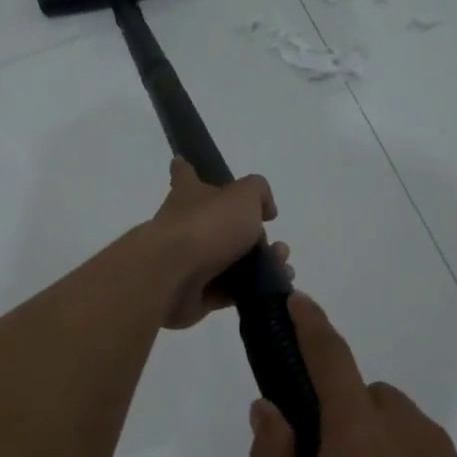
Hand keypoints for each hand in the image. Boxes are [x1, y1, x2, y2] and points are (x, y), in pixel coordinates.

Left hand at [147, 157, 289, 330]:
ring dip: (261, 264)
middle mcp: (185, 226)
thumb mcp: (243, 196)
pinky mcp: (195, 294)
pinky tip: (276, 287)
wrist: (173, 276)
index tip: (181, 161)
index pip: (185, 175)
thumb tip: (265, 208)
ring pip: (231, 261)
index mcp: (188, 195)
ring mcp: (188, 262)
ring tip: (284, 266)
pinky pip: (230, 291)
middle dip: (253, 234)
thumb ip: (258, 192)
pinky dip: (252, 289)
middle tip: (278, 244)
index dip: (186, 169)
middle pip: (219, 225)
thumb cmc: (205, 225)